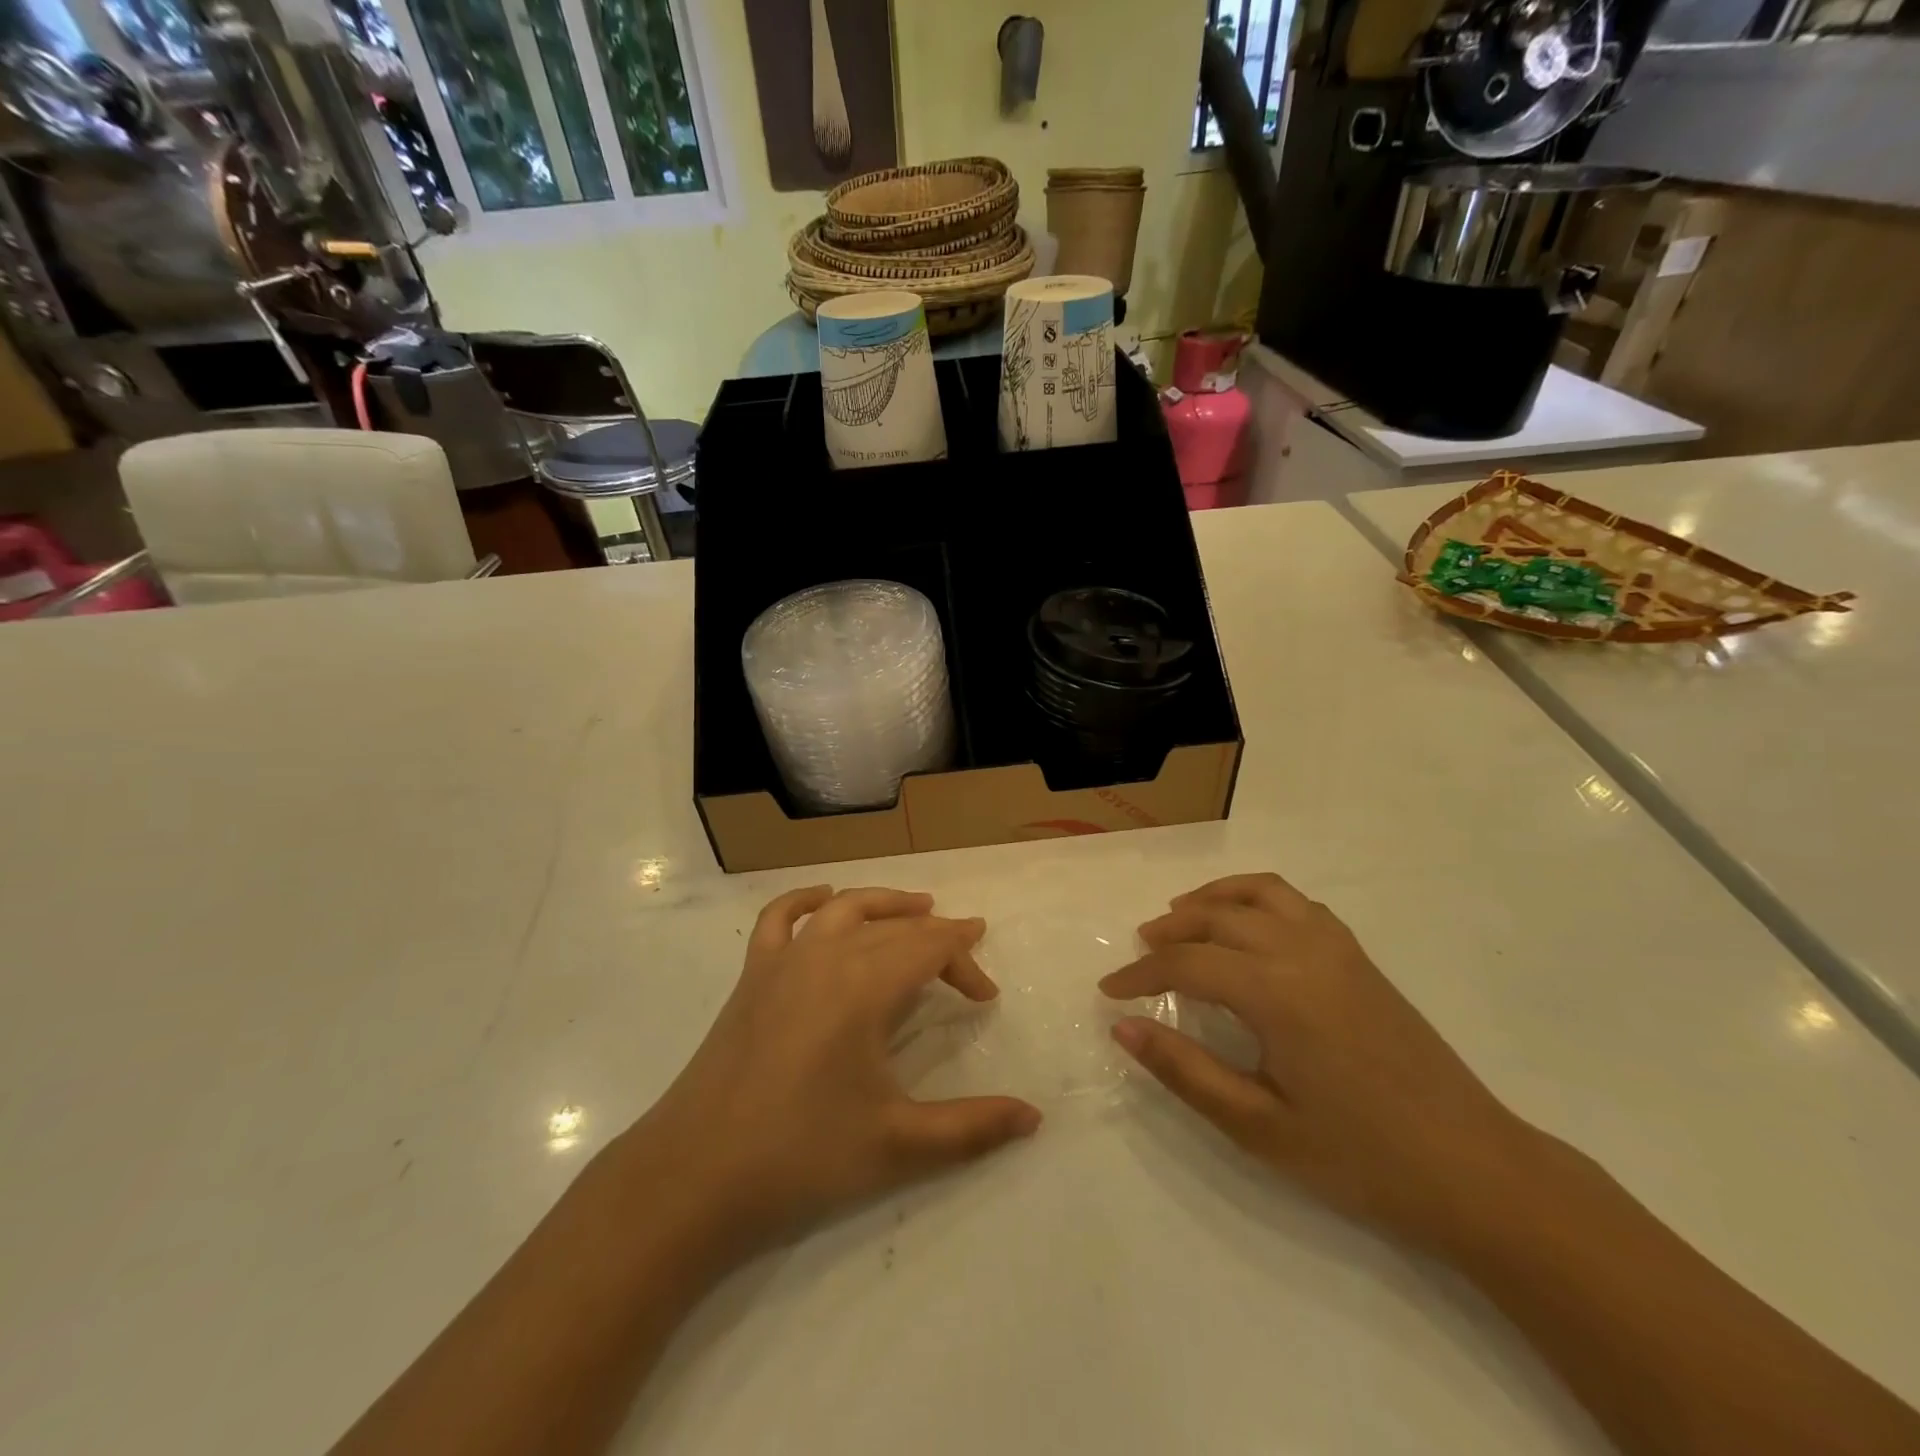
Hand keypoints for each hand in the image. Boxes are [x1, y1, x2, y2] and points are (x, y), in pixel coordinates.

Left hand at [604, 886, 1040, 1265]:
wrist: (694, 1175)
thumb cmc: (801, 1155)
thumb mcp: (898, 1144)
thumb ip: (972, 1128)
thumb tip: (1034, 1118)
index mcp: (864, 985)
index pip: (929, 948)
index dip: (964, 961)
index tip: (987, 994)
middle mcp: (826, 956)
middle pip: (895, 927)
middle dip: (936, 937)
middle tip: (965, 962)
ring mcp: (783, 960)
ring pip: (844, 908)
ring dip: (885, 903)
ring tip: (916, 908)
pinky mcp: (751, 976)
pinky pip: (780, 917)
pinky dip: (807, 900)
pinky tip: (825, 900)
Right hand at [1100, 872, 1541, 1254]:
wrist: (1475, 1170)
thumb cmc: (1361, 1157)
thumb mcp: (1259, 1127)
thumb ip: (1185, 1071)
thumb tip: (1123, 1028)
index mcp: (1276, 993)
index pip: (1187, 963)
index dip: (1141, 974)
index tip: (1110, 991)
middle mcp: (1303, 952)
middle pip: (1217, 917)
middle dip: (1169, 930)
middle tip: (1140, 953)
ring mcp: (1337, 948)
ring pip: (1258, 893)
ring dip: (1212, 898)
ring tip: (1181, 917)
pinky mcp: (1359, 956)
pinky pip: (1296, 903)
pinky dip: (1256, 898)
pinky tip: (1247, 927)